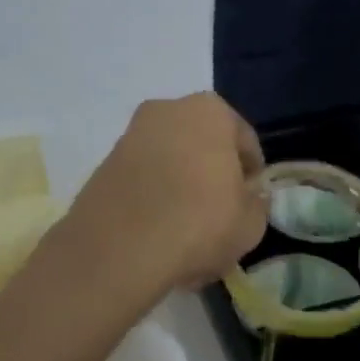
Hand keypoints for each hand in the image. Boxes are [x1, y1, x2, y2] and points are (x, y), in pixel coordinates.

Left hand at [65, 93, 267, 290]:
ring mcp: (130, 136)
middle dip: (212, 176)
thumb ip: (256, 202)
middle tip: (220, 215)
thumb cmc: (200, 223)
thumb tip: (248, 196)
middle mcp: (167, 111)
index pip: (244, 142)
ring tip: (187, 230)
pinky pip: (142, 181)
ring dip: (181, 188)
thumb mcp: (251, 223)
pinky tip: (159, 234)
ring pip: (170, 163)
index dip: (252, 175)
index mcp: (210, 111)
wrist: (119, 249)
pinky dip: (153, 200)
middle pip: (202, 147)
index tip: (251, 202)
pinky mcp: (103, 165)